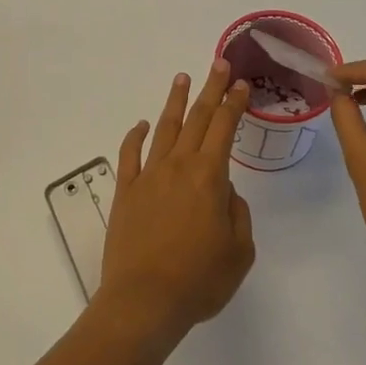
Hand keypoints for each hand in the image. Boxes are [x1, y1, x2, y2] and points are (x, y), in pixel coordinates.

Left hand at [99, 61, 255, 341]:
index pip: (224, 128)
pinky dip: (135, 136)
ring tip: (182, 78)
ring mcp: (147, 176)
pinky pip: (130, 155)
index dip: (233, 103)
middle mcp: (177, 167)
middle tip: (217, 64)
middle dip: (210, 89)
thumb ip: (237, 213)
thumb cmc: (199, 280)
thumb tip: (224, 190)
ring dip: (175, 102)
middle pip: (196, 119)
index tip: (240, 83)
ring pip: (164, 129)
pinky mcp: (125, 192)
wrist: (144, 301)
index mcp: (209, 177)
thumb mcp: (239, 252)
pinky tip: (141, 125)